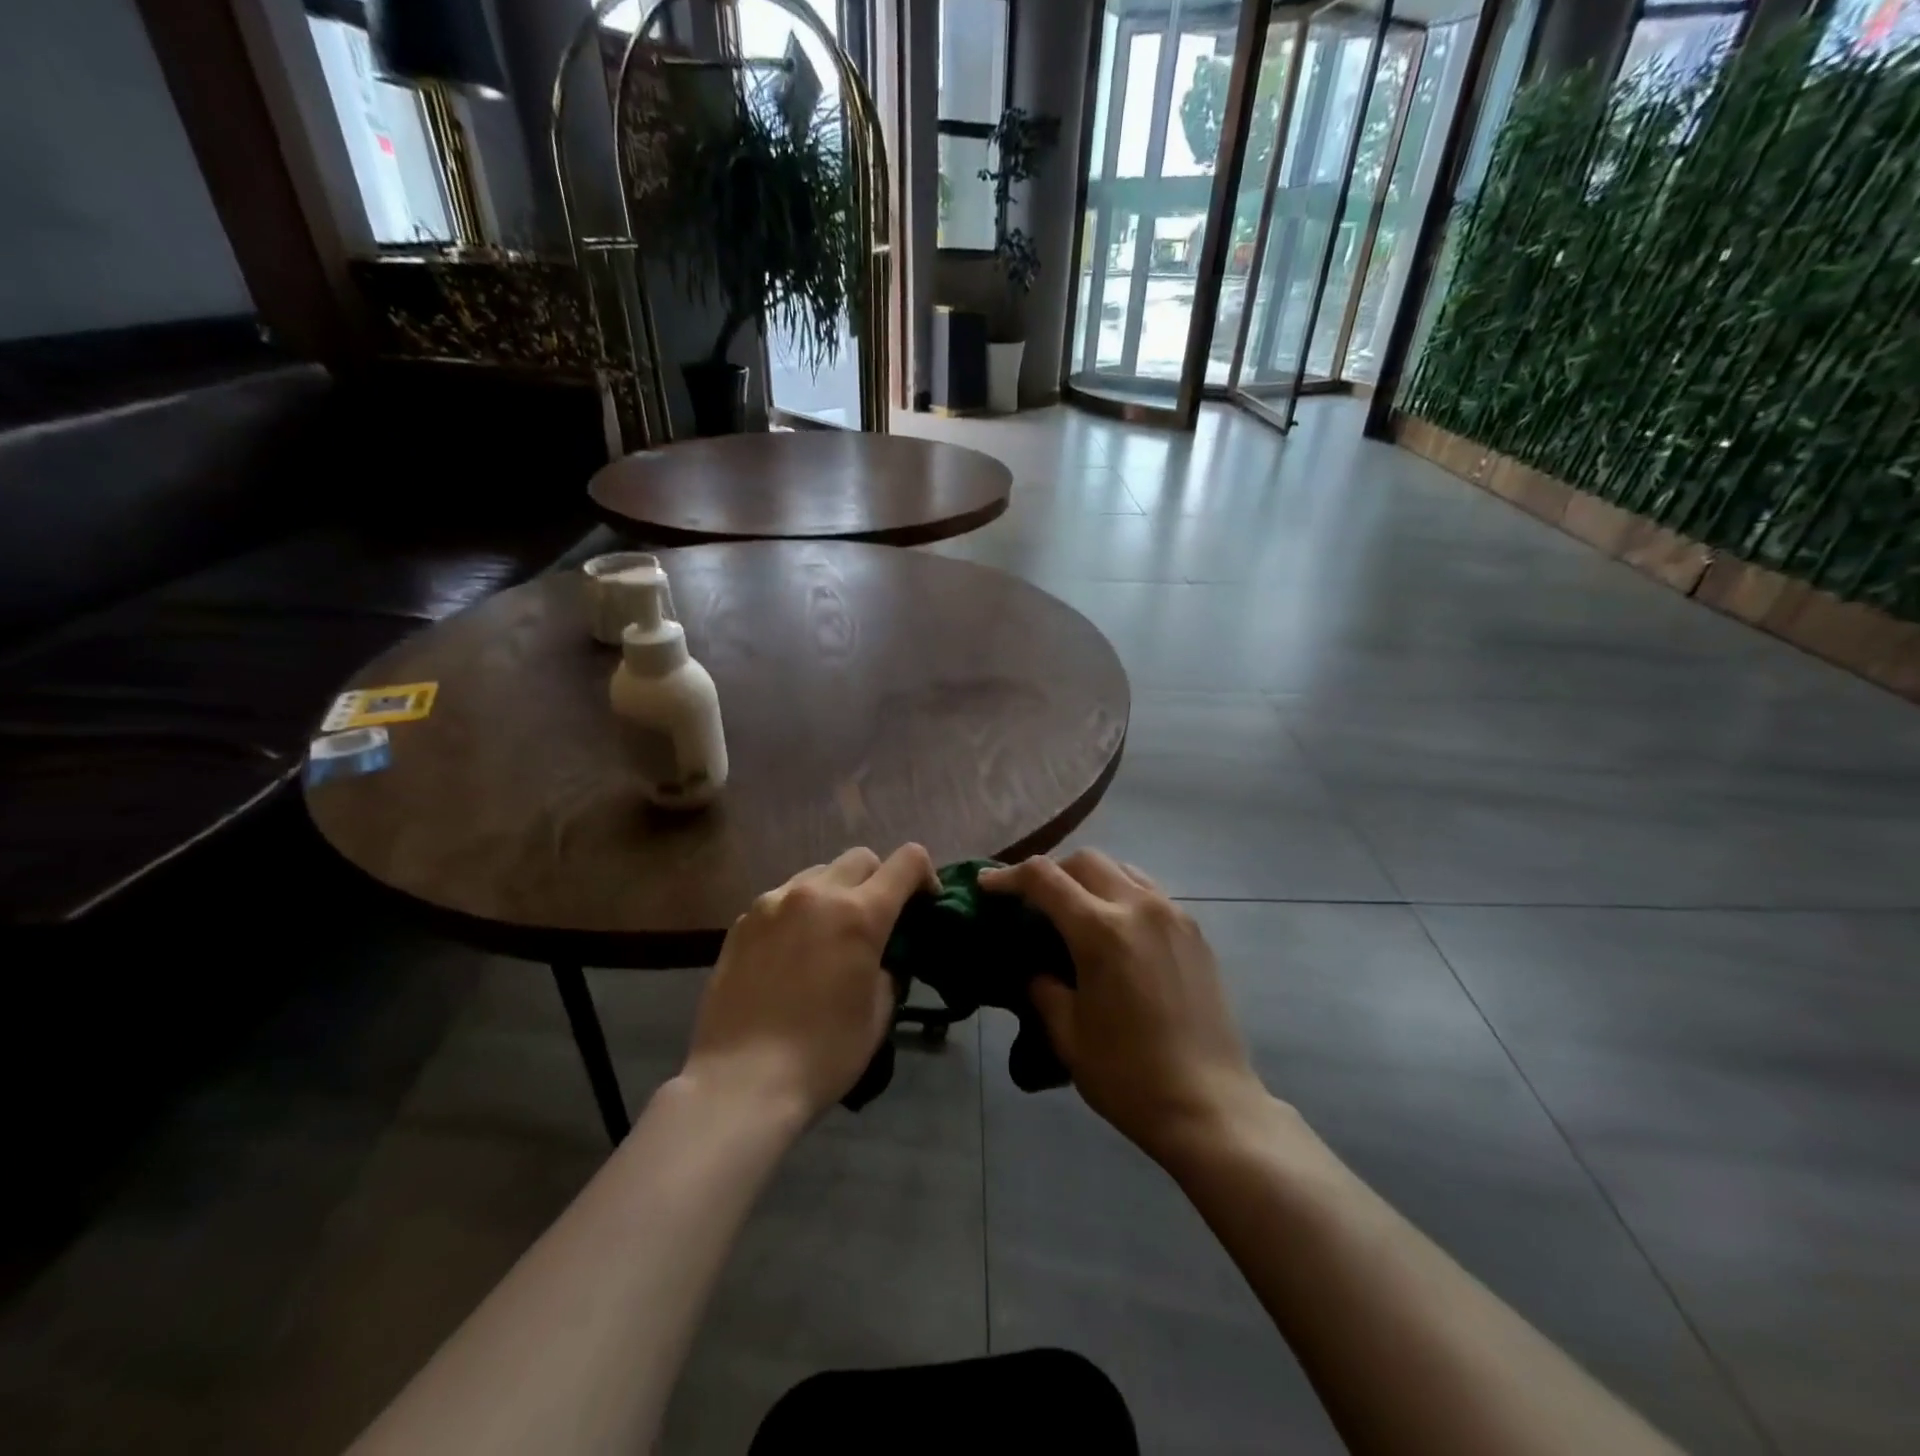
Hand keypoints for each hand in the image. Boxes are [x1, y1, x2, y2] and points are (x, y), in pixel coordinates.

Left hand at [682, 844, 937, 1123]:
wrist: (741, 1081)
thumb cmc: (823, 1054)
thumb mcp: (877, 1014)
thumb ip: (888, 970)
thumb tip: (880, 958)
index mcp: (860, 914)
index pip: (907, 861)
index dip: (925, 875)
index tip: (925, 904)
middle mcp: (817, 894)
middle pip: (861, 858)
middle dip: (879, 880)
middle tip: (877, 921)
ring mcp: (773, 902)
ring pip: (819, 873)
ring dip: (836, 893)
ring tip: (830, 935)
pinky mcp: (742, 921)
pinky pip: (783, 898)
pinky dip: (799, 912)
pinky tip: (791, 953)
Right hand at [980, 850, 1268, 1162]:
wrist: (1210, 1106)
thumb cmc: (1129, 1076)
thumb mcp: (1067, 1034)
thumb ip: (1042, 987)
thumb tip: (1035, 967)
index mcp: (1101, 930)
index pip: (1044, 878)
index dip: (1008, 876)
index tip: (986, 885)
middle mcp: (1139, 907)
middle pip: (1085, 860)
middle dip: (1051, 871)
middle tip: (1032, 900)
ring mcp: (1173, 915)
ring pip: (1122, 869)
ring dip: (1089, 878)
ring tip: (1074, 909)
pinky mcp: (1195, 932)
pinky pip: (1150, 892)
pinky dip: (1121, 894)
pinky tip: (1115, 929)